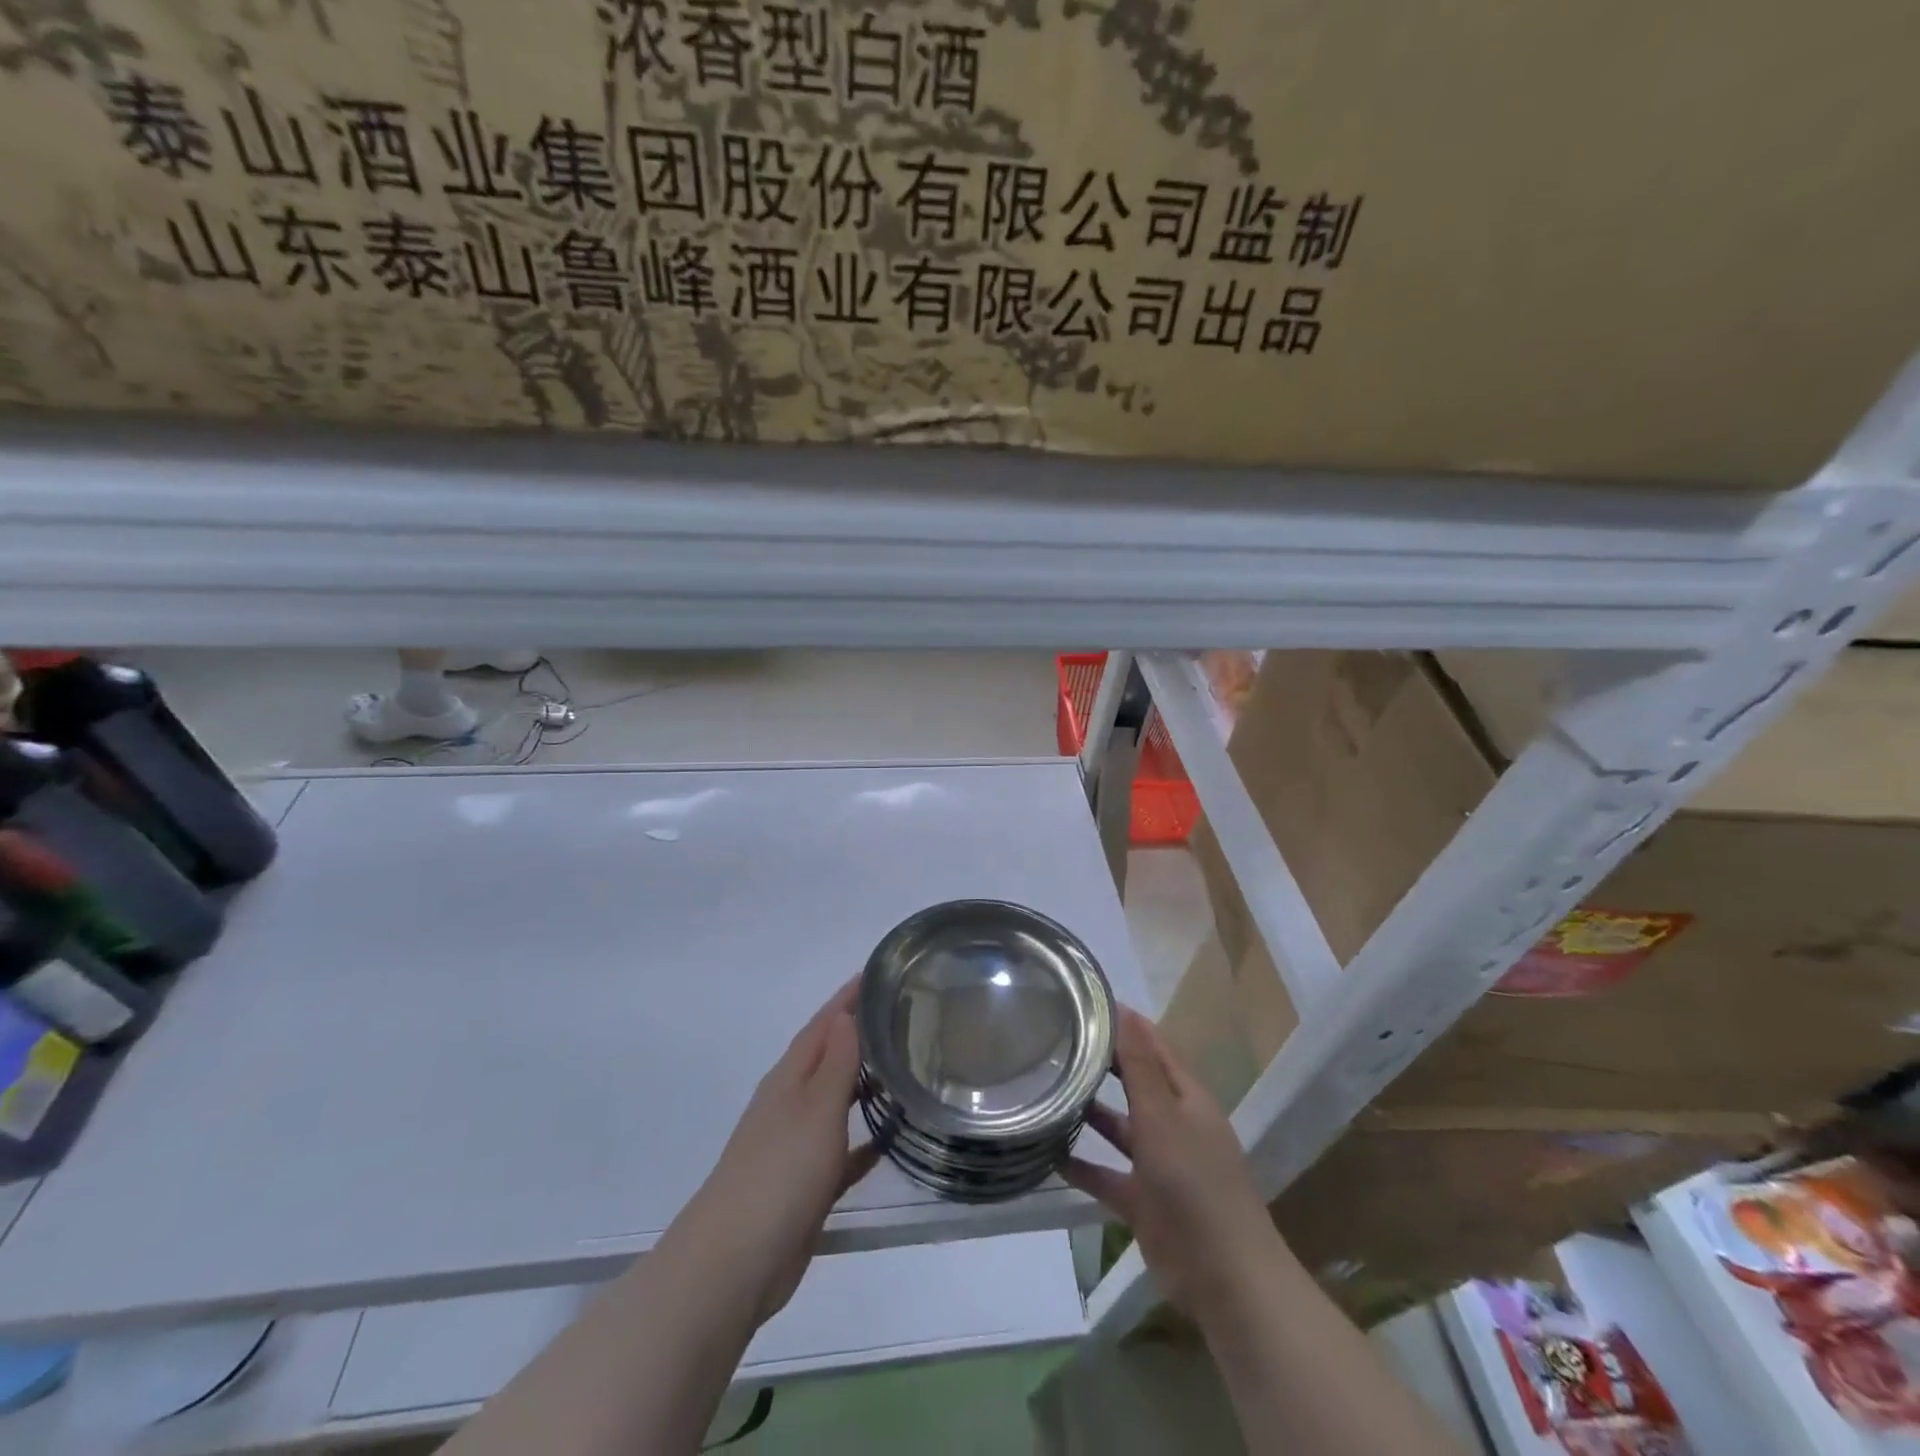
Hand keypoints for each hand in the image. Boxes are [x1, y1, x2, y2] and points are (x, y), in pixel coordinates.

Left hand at [674, 981, 879, 1324]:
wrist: (736, 1261)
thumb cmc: (781, 1171)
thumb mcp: (816, 1107)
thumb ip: (836, 1061)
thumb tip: (846, 1014)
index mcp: (790, 1077)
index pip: (823, 1023)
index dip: (848, 998)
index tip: (880, 973)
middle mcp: (791, 1102)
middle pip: (829, 1056)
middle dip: (860, 1034)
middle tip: (905, 1015)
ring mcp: (796, 1143)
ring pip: (837, 1100)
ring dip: (865, 1083)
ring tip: (906, 1067)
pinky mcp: (806, 1183)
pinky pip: (842, 1149)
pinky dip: (864, 1139)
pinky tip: (891, 1138)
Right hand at [1064, 1007, 1282, 1325]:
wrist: (1224, 1278)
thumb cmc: (1194, 1182)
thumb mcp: (1162, 1115)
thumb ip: (1139, 1065)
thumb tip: (1125, 1010)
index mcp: (1187, 1097)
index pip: (1154, 1046)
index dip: (1126, 1023)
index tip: (1085, 1001)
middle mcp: (1174, 1124)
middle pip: (1135, 1084)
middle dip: (1103, 1064)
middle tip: (1056, 1041)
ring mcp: (1160, 1165)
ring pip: (1119, 1128)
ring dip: (1090, 1113)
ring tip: (1046, 1091)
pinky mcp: (1144, 1202)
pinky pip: (1108, 1176)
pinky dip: (1083, 1166)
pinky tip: (1049, 1155)